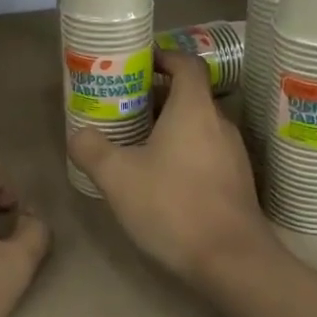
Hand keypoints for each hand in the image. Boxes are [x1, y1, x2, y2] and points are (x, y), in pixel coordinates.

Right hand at [68, 49, 276, 286]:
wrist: (231, 260)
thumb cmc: (173, 205)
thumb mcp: (118, 177)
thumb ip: (92, 149)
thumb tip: (79, 134)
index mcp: (194, 109)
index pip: (186, 63)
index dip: (163, 57)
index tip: (138, 63)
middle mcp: (219, 123)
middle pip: (188, 95)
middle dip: (155, 97)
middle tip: (123, 108)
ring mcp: (233, 153)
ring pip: (197, 125)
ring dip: (168, 126)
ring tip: (135, 142)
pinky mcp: (236, 181)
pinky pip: (206, 151)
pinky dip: (183, 150)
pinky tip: (160, 177)